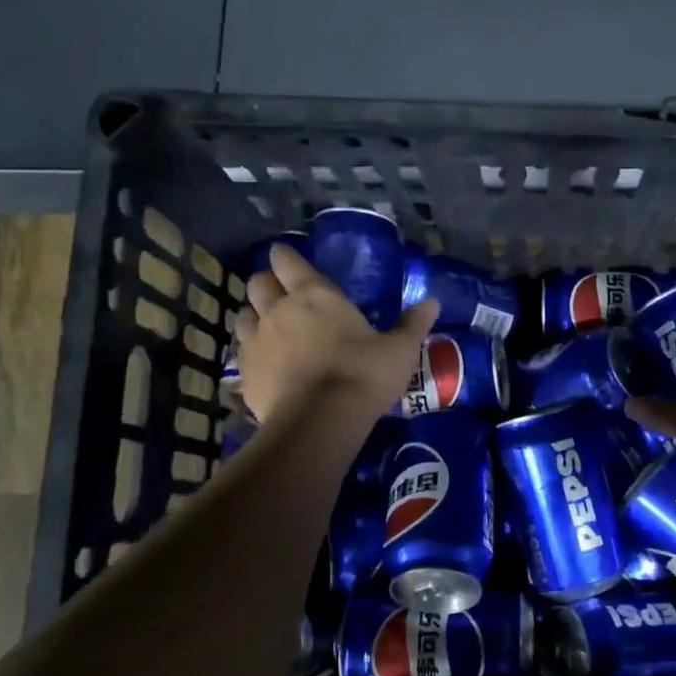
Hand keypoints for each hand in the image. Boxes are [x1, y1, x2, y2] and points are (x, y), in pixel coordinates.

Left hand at [234, 244, 438, 423]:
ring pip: (243, 315)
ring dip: (253, 315)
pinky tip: (265, 363)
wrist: (320, 420)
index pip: (288, 261)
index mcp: (315, 295)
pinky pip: (242, 352)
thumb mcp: (399, 350)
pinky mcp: (245, 373)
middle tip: (278, 291)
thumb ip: (412, 325)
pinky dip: (251, 351)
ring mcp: (257, 341)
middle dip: (266, 283)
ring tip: (267, 325)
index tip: (284, 255)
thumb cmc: (363, 374)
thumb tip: (433, 302)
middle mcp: (279, 310)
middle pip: (258, 283)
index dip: (284, 256)